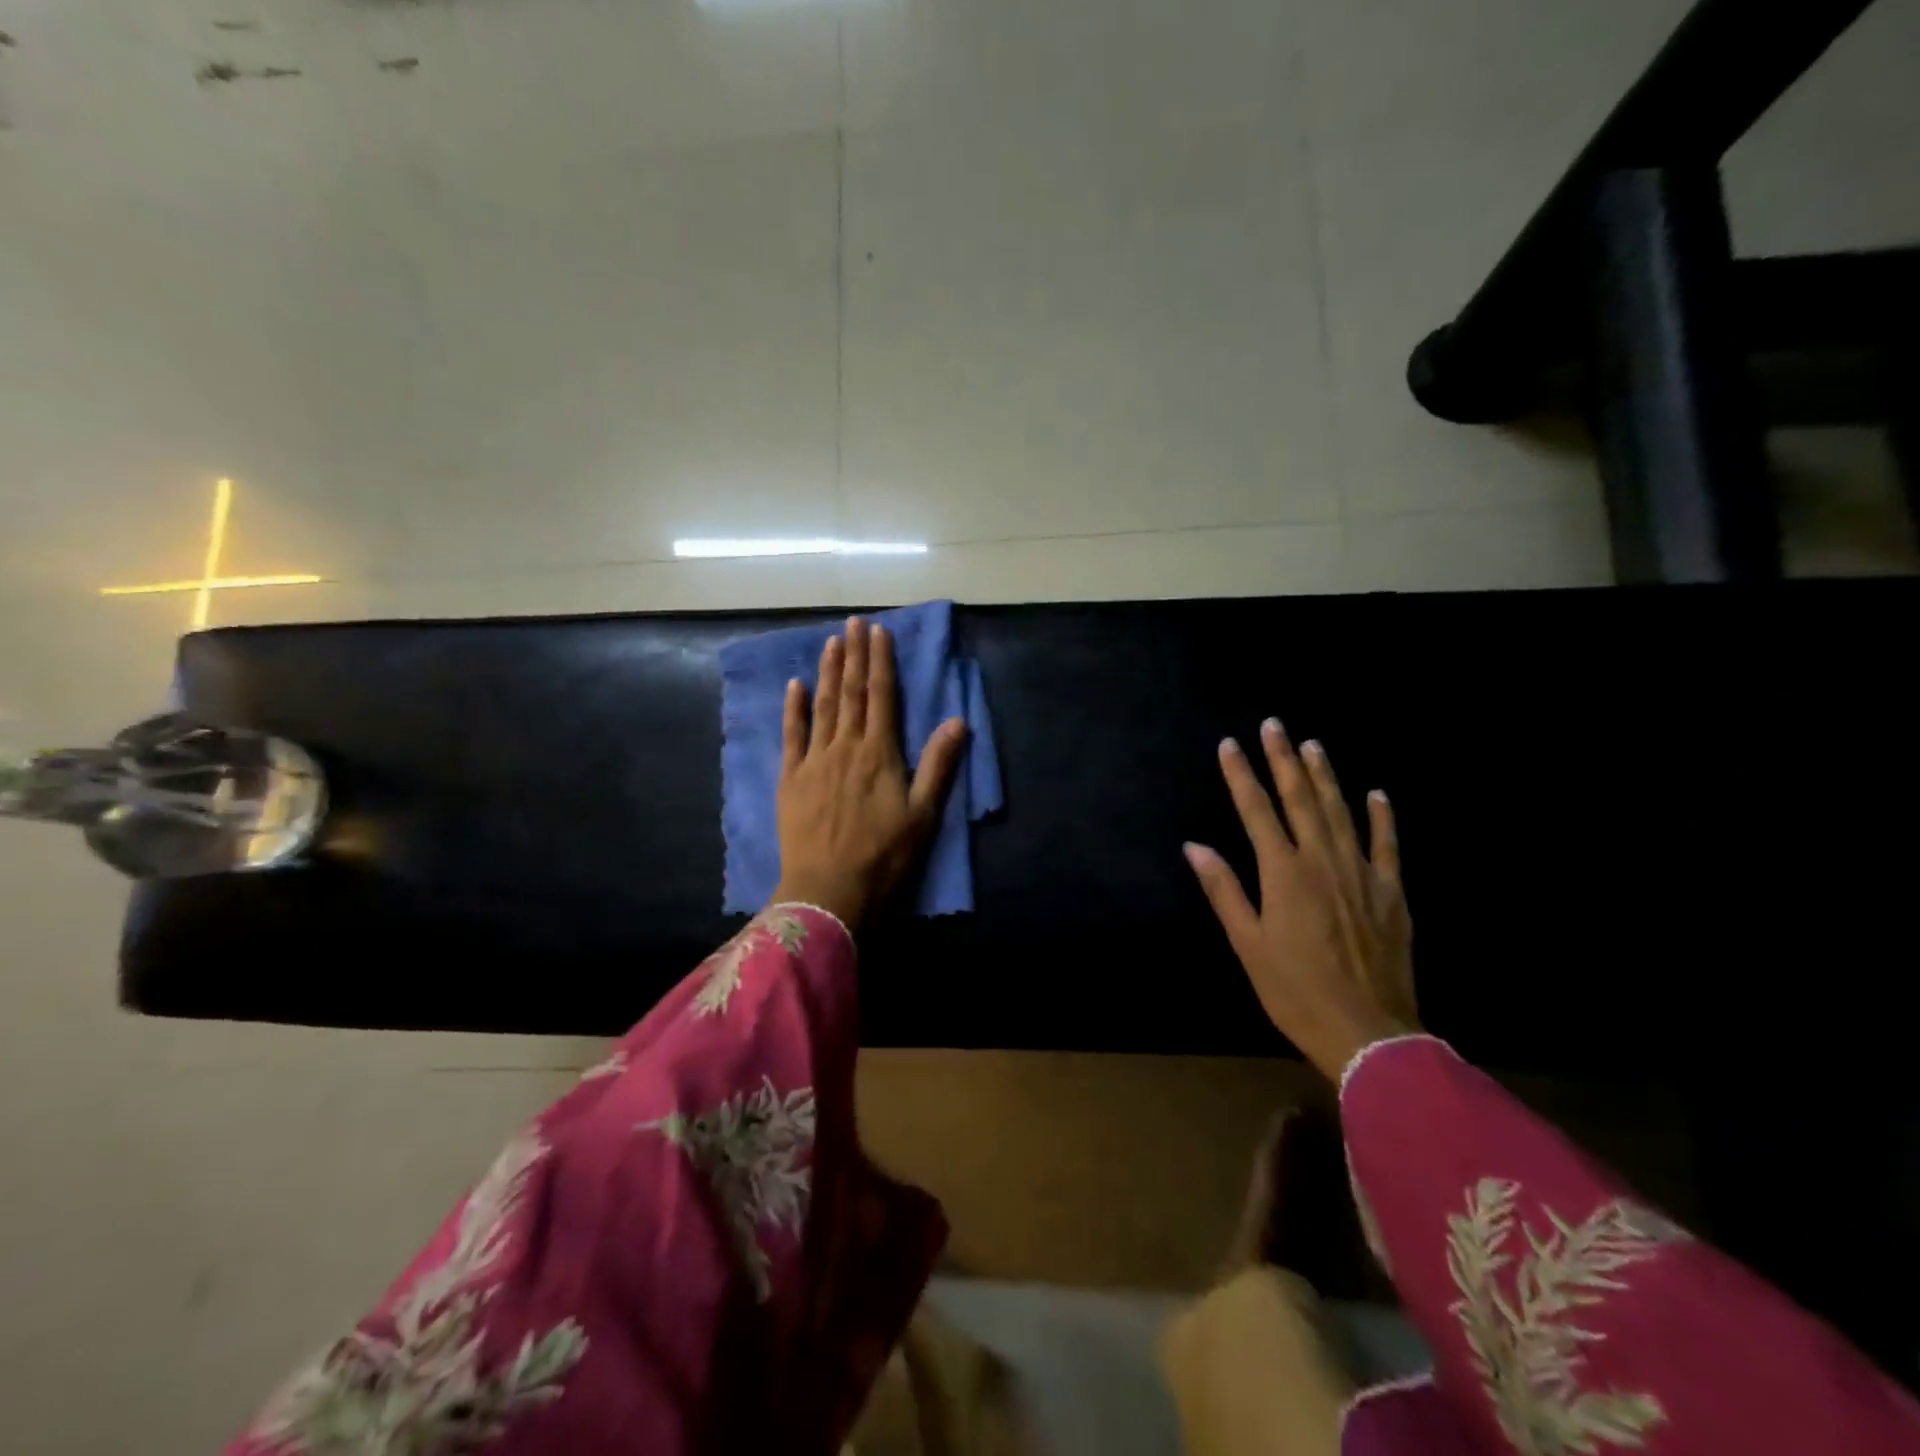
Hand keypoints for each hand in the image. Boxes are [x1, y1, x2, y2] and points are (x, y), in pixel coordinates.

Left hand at [772, 617, 969, 929]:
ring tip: (831, 643)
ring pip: (823, 707)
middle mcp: (846, 747)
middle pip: (852, 694)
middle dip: (854, 656)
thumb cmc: (883, 856)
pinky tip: (795, 686)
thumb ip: (938, 765)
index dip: (881, 661)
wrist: (828, 890)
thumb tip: (958, 721)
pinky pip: (792, 735)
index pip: (882, 696)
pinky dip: (794, 709)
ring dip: (828, 673)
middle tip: (853, 622)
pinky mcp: (791, 779)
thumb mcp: (923, 814)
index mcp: (880, 753)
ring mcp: (814, 761)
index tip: (879, 631)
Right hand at [1185, 720, 1417, 1081]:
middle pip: (1300, 799)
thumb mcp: (1248, 944)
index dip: (1241, 775)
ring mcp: (1362, 873)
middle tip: (1274, 725)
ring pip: (1341, 811)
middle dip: (1283, 759)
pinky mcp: (1391, 892)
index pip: (1256, 811)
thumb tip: (1195, 846)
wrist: (1367, 1031)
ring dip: (1325, 775)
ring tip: (1312, 744)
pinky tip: (1376, 793)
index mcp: (1284, 873)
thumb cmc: (1294, 990)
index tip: (1229, 744)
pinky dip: (1381, 816)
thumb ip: (1224, 890)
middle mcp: (1322, 861)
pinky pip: (1387, 844)